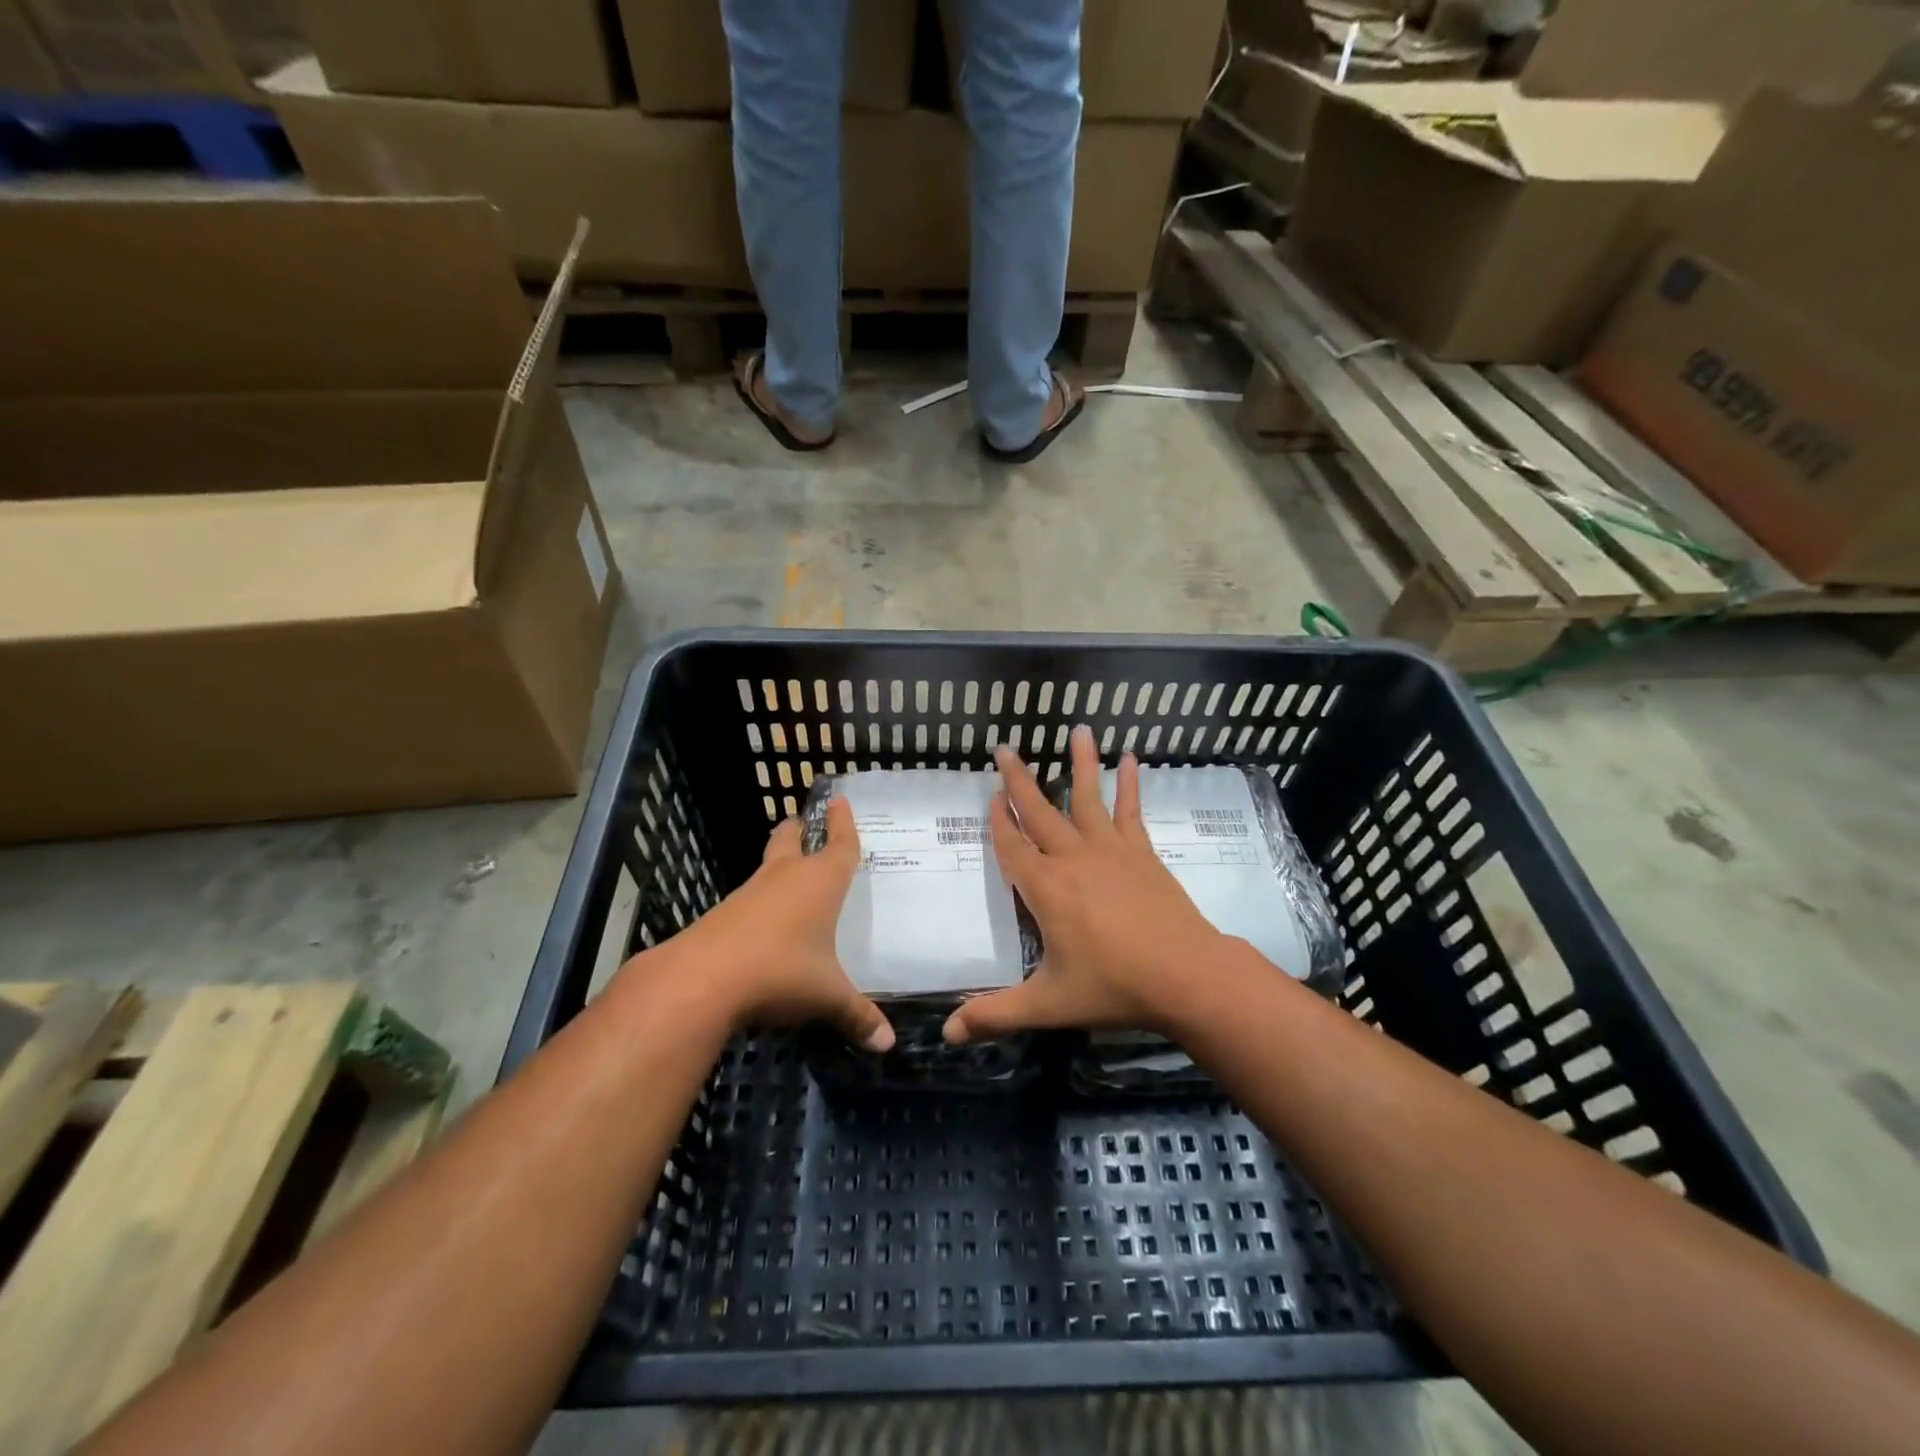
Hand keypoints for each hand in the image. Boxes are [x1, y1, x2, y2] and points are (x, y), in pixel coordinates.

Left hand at [658, 798, 894, 1050]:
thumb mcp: (827, 997)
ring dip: (779, 864)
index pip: (839, 844)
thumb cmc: (781, 971)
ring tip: (791, 874)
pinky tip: (766, 924)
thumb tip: (888, 1045)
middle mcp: (784, 877)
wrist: (702, 980)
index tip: (839, 800)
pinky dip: (761, 900)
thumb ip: (858, 1016)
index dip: (843, 823)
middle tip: (805, 822)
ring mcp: (750, 893)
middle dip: (800, 829)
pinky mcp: (724, 914)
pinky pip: (750, 898)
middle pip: (791, 839)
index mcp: (819, 882)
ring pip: (768, 866)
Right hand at [944, 726, 1226, 1044]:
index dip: (998, 822)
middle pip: (1039, 811)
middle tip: (1004, 748)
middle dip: (1019, 780)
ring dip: (1079, 763)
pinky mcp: (1141, 852)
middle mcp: (1072, 858)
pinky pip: (1131, 811)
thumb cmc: (1113, 986)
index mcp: (1044, 888)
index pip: (1011, 846)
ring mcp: (1110, 850)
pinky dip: (1130, 784)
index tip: (990, 796)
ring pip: (1087, 797)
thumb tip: (944, 1034)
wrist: (1186, 976)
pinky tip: (1131, 759)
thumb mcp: (1048, 1003)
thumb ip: (995, 1015)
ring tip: (1076, 729)